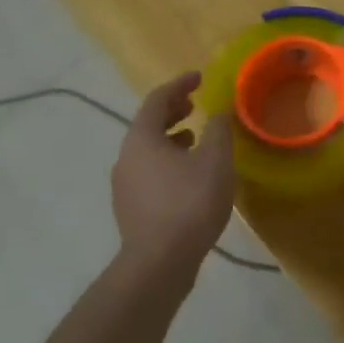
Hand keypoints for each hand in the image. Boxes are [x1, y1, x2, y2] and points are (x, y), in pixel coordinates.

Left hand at [111, 72, 235, 280]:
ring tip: (195, 139)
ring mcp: (124, 184)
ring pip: (148, 149)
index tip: (200, 78)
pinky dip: (168, 161)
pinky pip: (149, 171)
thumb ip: (219, 130)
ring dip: (171, 137)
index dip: (180, 84)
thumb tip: (219, 112)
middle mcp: (126, 156)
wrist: (159, 264)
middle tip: (196, 105)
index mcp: (142, 138)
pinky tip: (189, 176)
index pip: (157, 99)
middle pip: (148, 123)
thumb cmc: (189, 203)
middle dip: (173, 110)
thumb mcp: (215, 160)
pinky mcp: (131, 208)